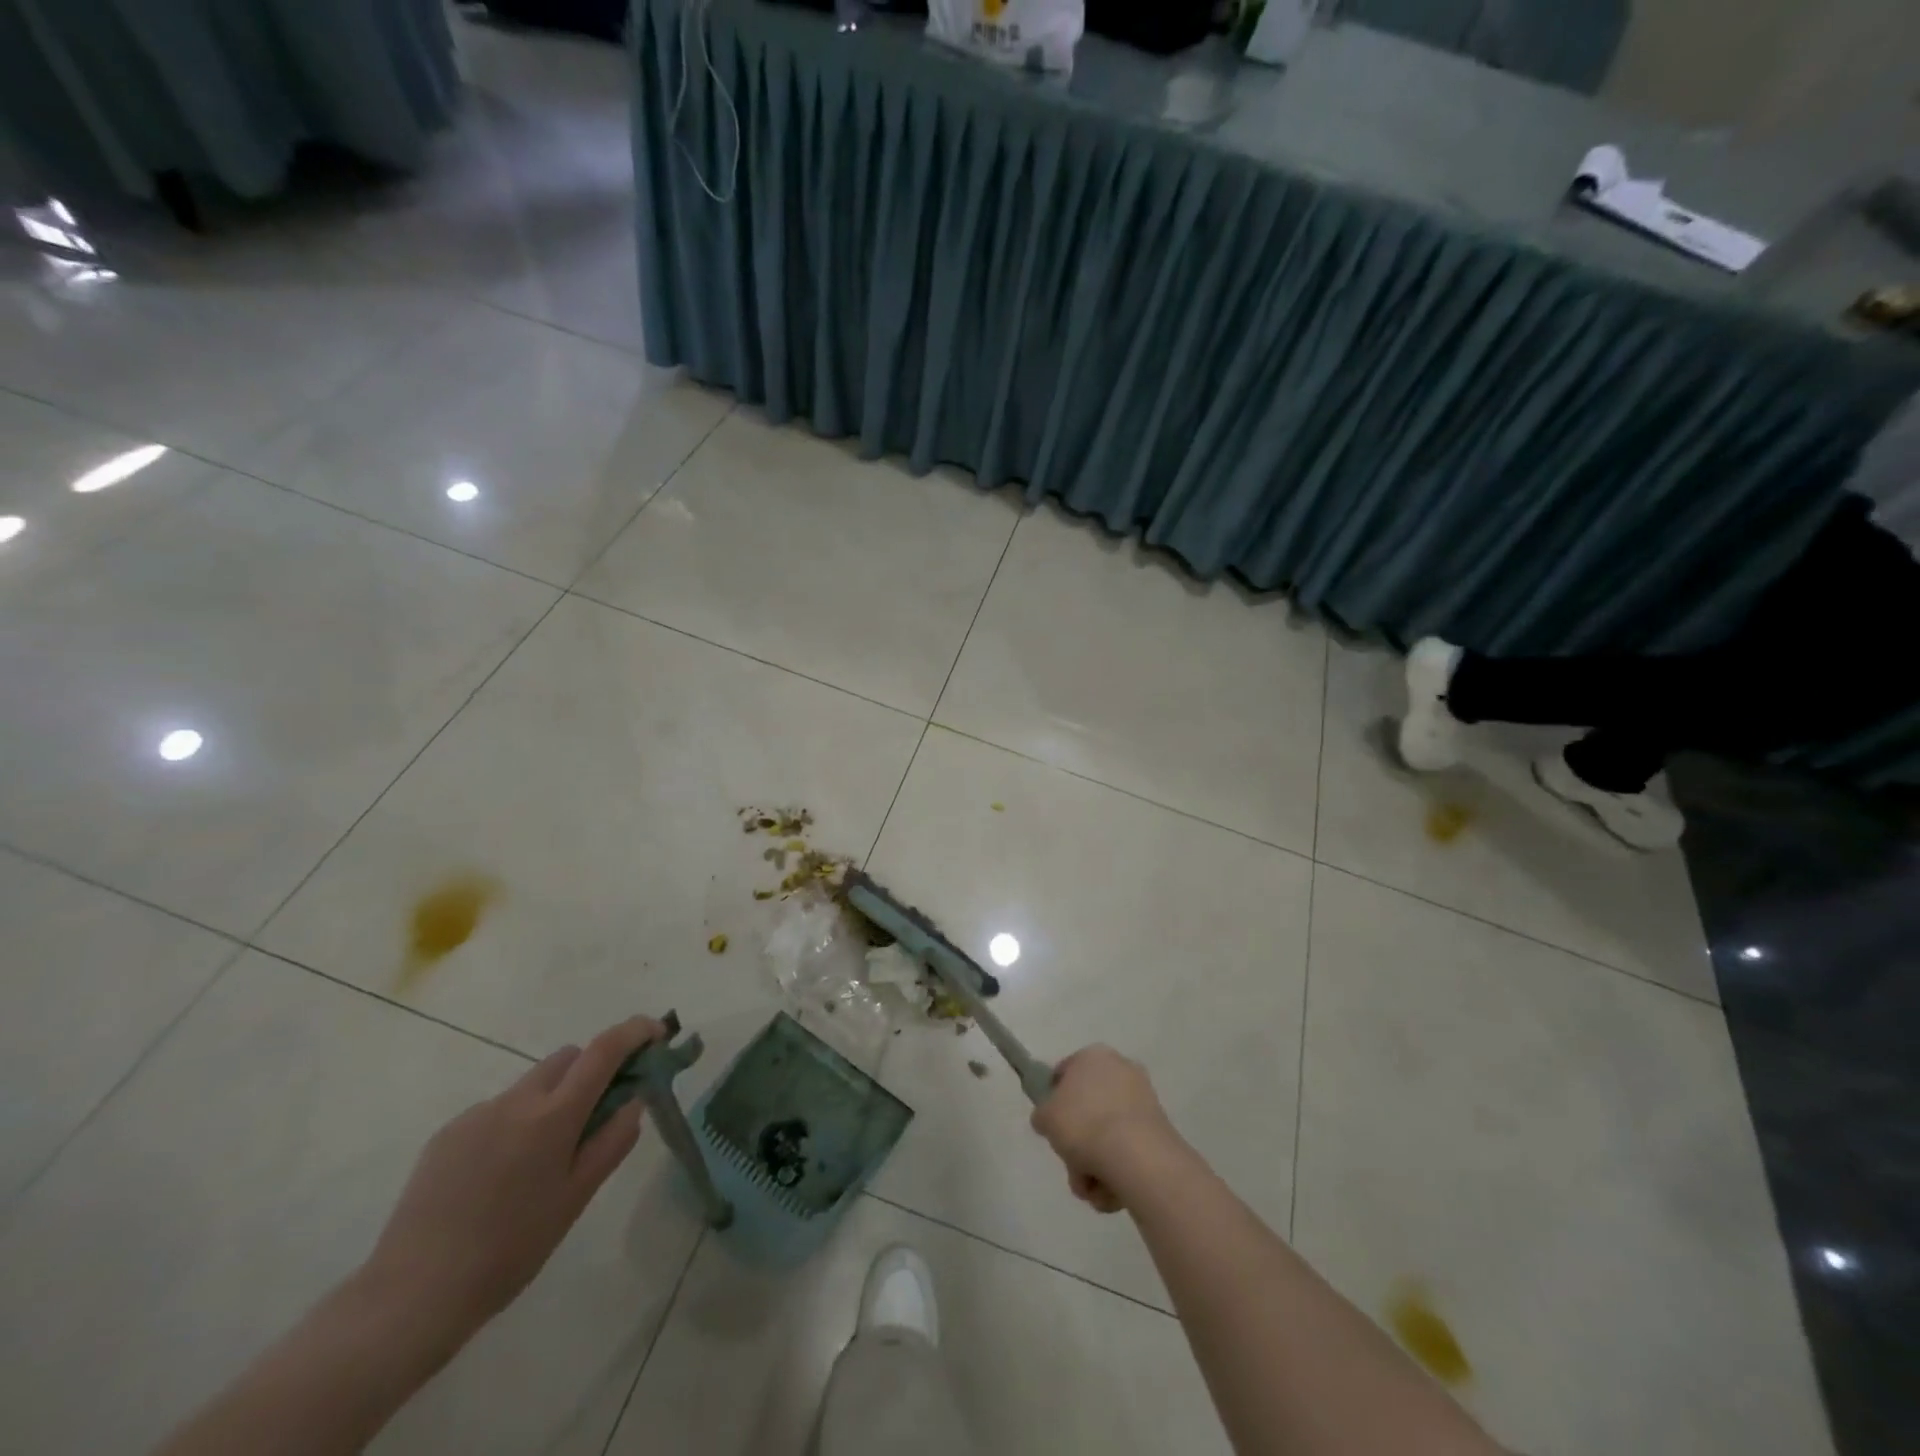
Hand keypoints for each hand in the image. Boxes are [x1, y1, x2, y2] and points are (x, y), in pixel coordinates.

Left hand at [359, 1015, 664, 1347]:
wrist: (409, 1297)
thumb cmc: (509, 1251)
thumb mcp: (576, 1199)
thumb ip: (612, 1142)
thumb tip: (632, 1102)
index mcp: (553, 1116)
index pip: (604, 1050)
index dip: (635, 1032)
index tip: (656, 1032)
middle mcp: (516, 1101)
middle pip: (567, 1058)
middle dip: (591, 1070)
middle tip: (600, 1112)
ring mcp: (476, 1114)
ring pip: (532, 1085)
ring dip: (552, 1099)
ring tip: (543, 1160)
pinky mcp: (446, 1134)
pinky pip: (497, 1110)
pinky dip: (515, 1124)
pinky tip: (500, 1177)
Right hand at [1031, 1045, 1179, 1214]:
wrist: (1136, 1156)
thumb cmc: (1084, 1124)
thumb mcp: (1046, 1117)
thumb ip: (1043, 1114)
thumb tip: (1050, 1119)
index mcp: (1093, 1055)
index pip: (1065, 1074)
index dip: (1054, 1101)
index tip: (1051, 1127)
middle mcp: (1121, 1069)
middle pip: (1088, 1109)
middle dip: (1077, 1141)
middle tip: (1071, 1162)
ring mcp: (1143, 1100)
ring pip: (1107, 1135)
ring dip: (1094, 1163)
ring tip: (1090, 1184)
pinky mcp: (1159, 1130)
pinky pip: (1128, 1150)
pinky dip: (1117, 1170)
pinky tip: (1110, 1189)